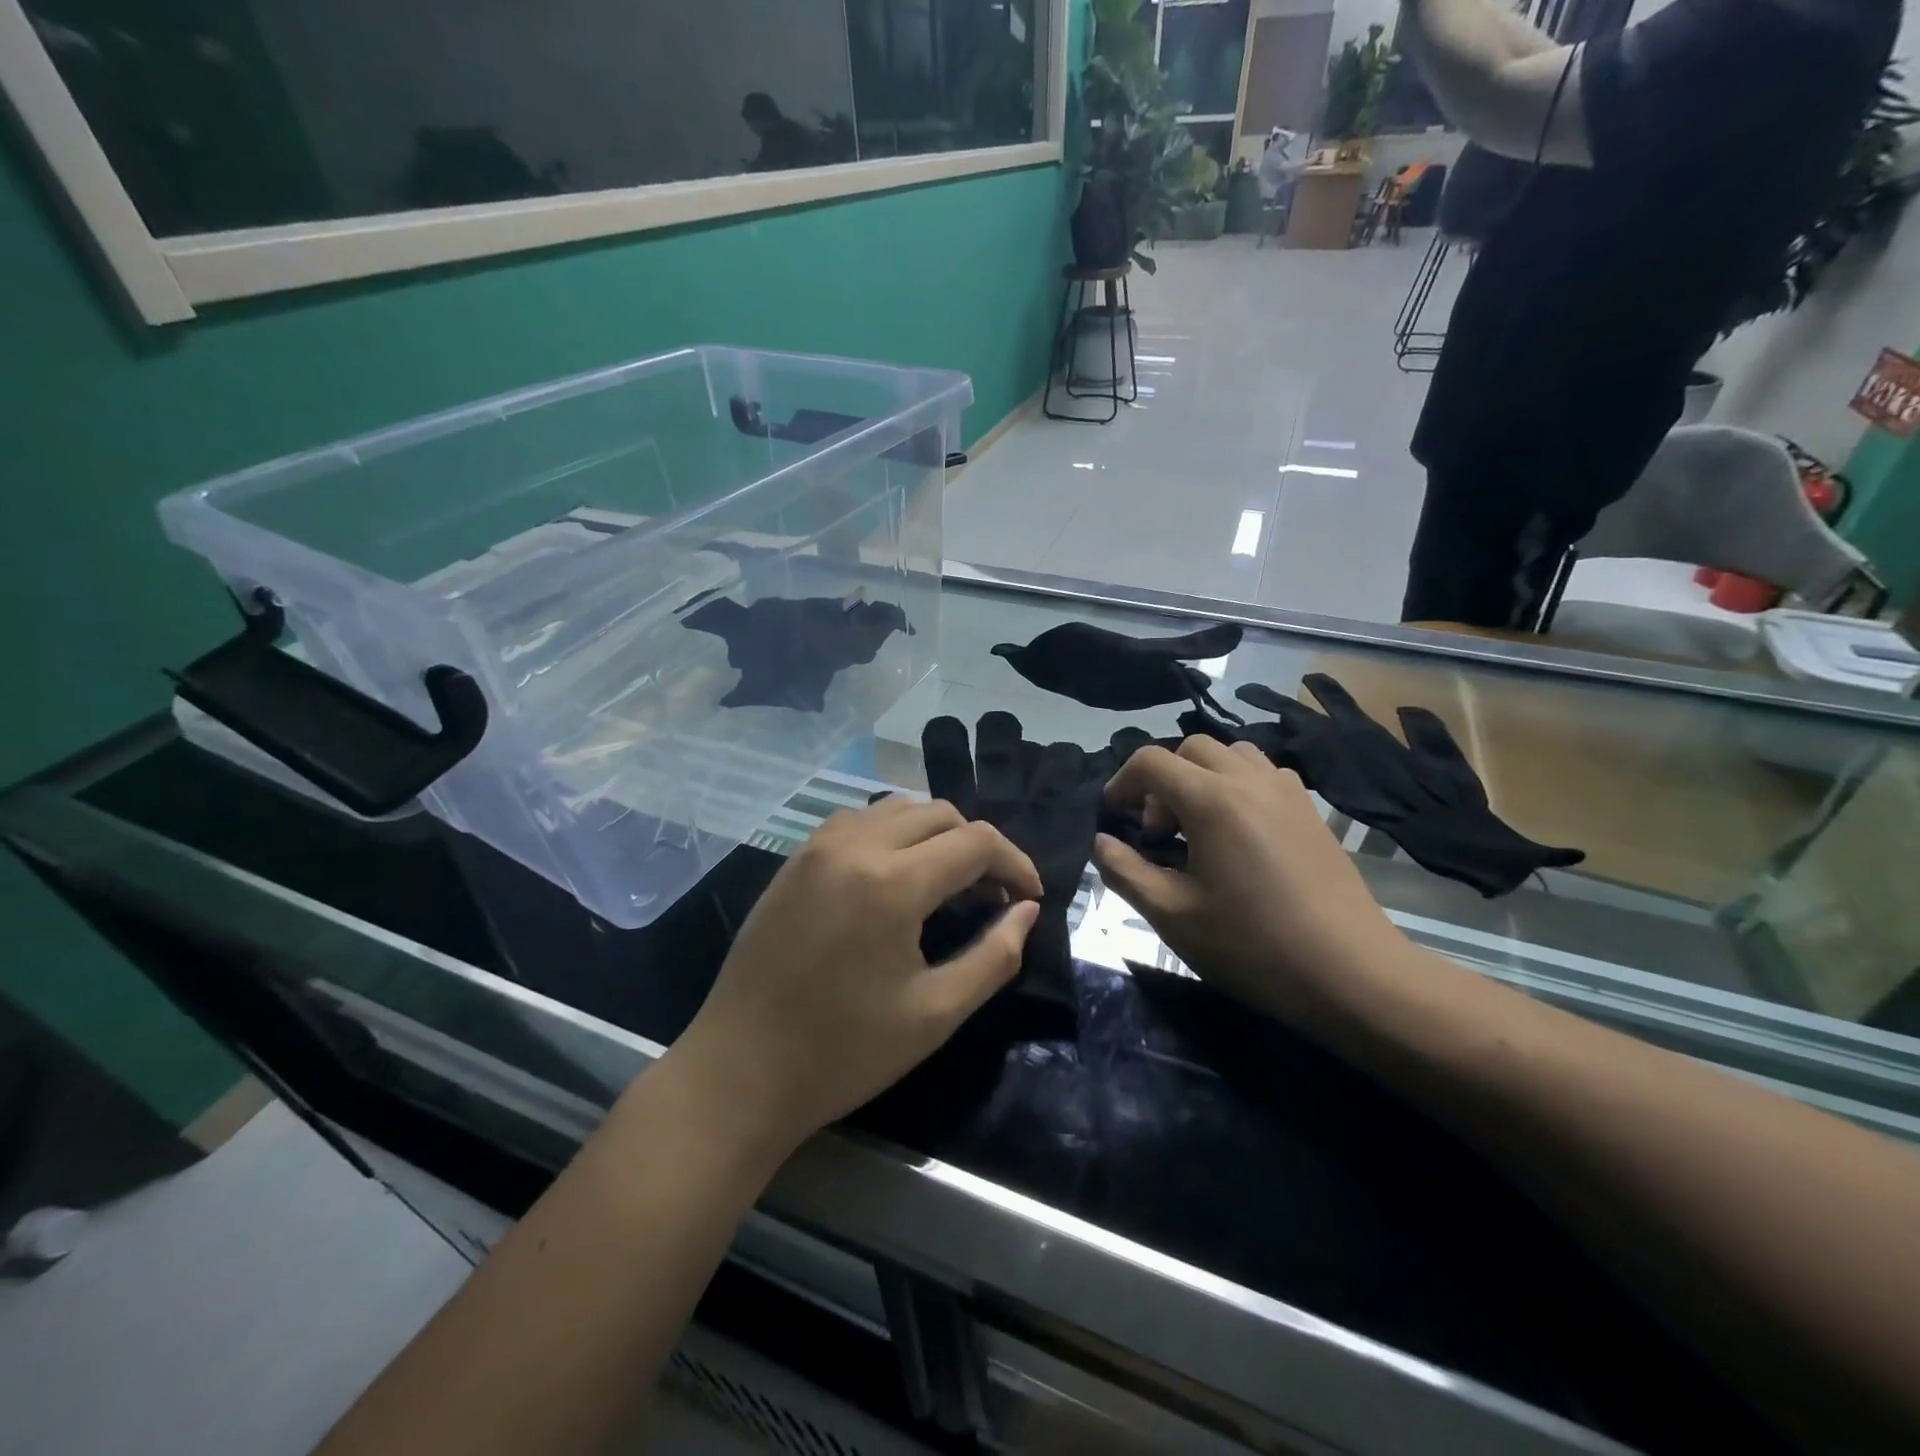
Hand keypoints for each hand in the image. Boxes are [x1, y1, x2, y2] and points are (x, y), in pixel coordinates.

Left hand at [665, 798, 1041, 1156]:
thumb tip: (1025, 911)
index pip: (976, 842)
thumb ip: (994, 956)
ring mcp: (817, 847)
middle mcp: (855, 846)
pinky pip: (858, 821)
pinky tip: (894, 876)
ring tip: (948, 882)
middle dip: (978, 846)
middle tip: (992, 895)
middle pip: (940, 813)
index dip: (1015, 863)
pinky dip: (892, 833)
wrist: (740, 1070)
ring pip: (897, 808)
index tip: (1029, 898)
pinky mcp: (794, 859)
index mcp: (892, 882)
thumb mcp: (935, 1013)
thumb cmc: (843, 1052)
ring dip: (935, 834)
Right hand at [1092, 738, 1406, 1020]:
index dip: (1122, 783)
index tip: (1114, 818)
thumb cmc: (1252, 945)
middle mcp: (1249, 780)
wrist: (1351, 973)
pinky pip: (1263, 774)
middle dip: (1162, 780)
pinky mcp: (1311, 811)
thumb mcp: (1172, 915)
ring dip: (1201, 777)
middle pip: (1190, 749)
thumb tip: (1102, 843)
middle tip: (1159, 832)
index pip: (1151, 762)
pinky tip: (1239, 835)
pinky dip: (1237, 786)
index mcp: (1211, 801)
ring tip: (1199, 827)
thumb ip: (1126, 871)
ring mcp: (1287, 791)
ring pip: (1231, 754)